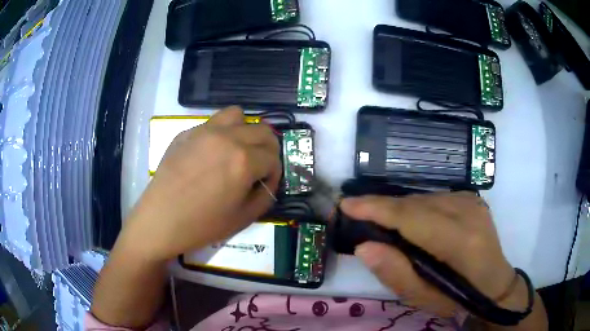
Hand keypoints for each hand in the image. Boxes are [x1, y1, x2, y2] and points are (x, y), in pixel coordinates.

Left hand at [120, 106, 281, 261]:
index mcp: (244, 160)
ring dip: (245, 130)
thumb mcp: (244, 218)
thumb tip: (267, 180)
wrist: (162, 219)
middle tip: (259, 166)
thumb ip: (265, 195)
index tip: (266, 184)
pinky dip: (221, 134)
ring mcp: (204, 131)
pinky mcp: (186, 132)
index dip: (275, 173)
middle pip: (262, 130)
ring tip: (237, 149)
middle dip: (268, 149)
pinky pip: (212, 123)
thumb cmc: (202, 224)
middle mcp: (227, 137)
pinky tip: (210, 155)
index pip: (273, 157)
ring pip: (237, 115)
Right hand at [341, 193, 520, 316]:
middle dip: (382, 206)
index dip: (376, 209)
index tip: (346, 204)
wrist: (494, 284)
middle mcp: (468, 212)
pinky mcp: (472, 198)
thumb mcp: (423, 298)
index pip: (411, 217)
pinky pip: (434, 197)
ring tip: (380, 221)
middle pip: (416, 203)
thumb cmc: (458, 298)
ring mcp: (471, 201)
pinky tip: (410, 221)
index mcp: (460, 242)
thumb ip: (395, 273)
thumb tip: (364, 246)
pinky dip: (416, 207)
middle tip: (355, 213)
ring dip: (398, 208)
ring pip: (424, 197)